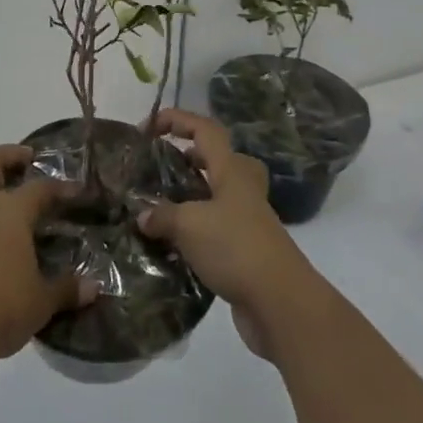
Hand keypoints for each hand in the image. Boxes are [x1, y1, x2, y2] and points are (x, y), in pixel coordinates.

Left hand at [0, 144, 96, 368]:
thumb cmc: (0, 309)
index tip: (75, 191)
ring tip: (9, 229)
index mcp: (10, 212)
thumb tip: (93, 288)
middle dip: (8, 155)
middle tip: (26, 159)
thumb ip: (66, 290)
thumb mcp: (41, 302)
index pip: (40, 188)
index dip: (59, 187)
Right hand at [138, 107, 318, 359]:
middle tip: (163, 167)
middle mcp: (242, 189)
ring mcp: (248, 220)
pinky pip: (216, 228)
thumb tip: (142, 216)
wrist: (280, 303)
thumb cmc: (235, 248)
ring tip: (160, 206)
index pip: (204, 129)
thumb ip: (161, 215)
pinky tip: (171, 244)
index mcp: (231, 170)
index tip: (148, 127)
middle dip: (190, 157)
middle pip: (218, 159)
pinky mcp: (247, 250)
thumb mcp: (189, 225)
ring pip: (217, 195)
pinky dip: (195, 230)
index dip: (177, 120)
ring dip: (191, 196)